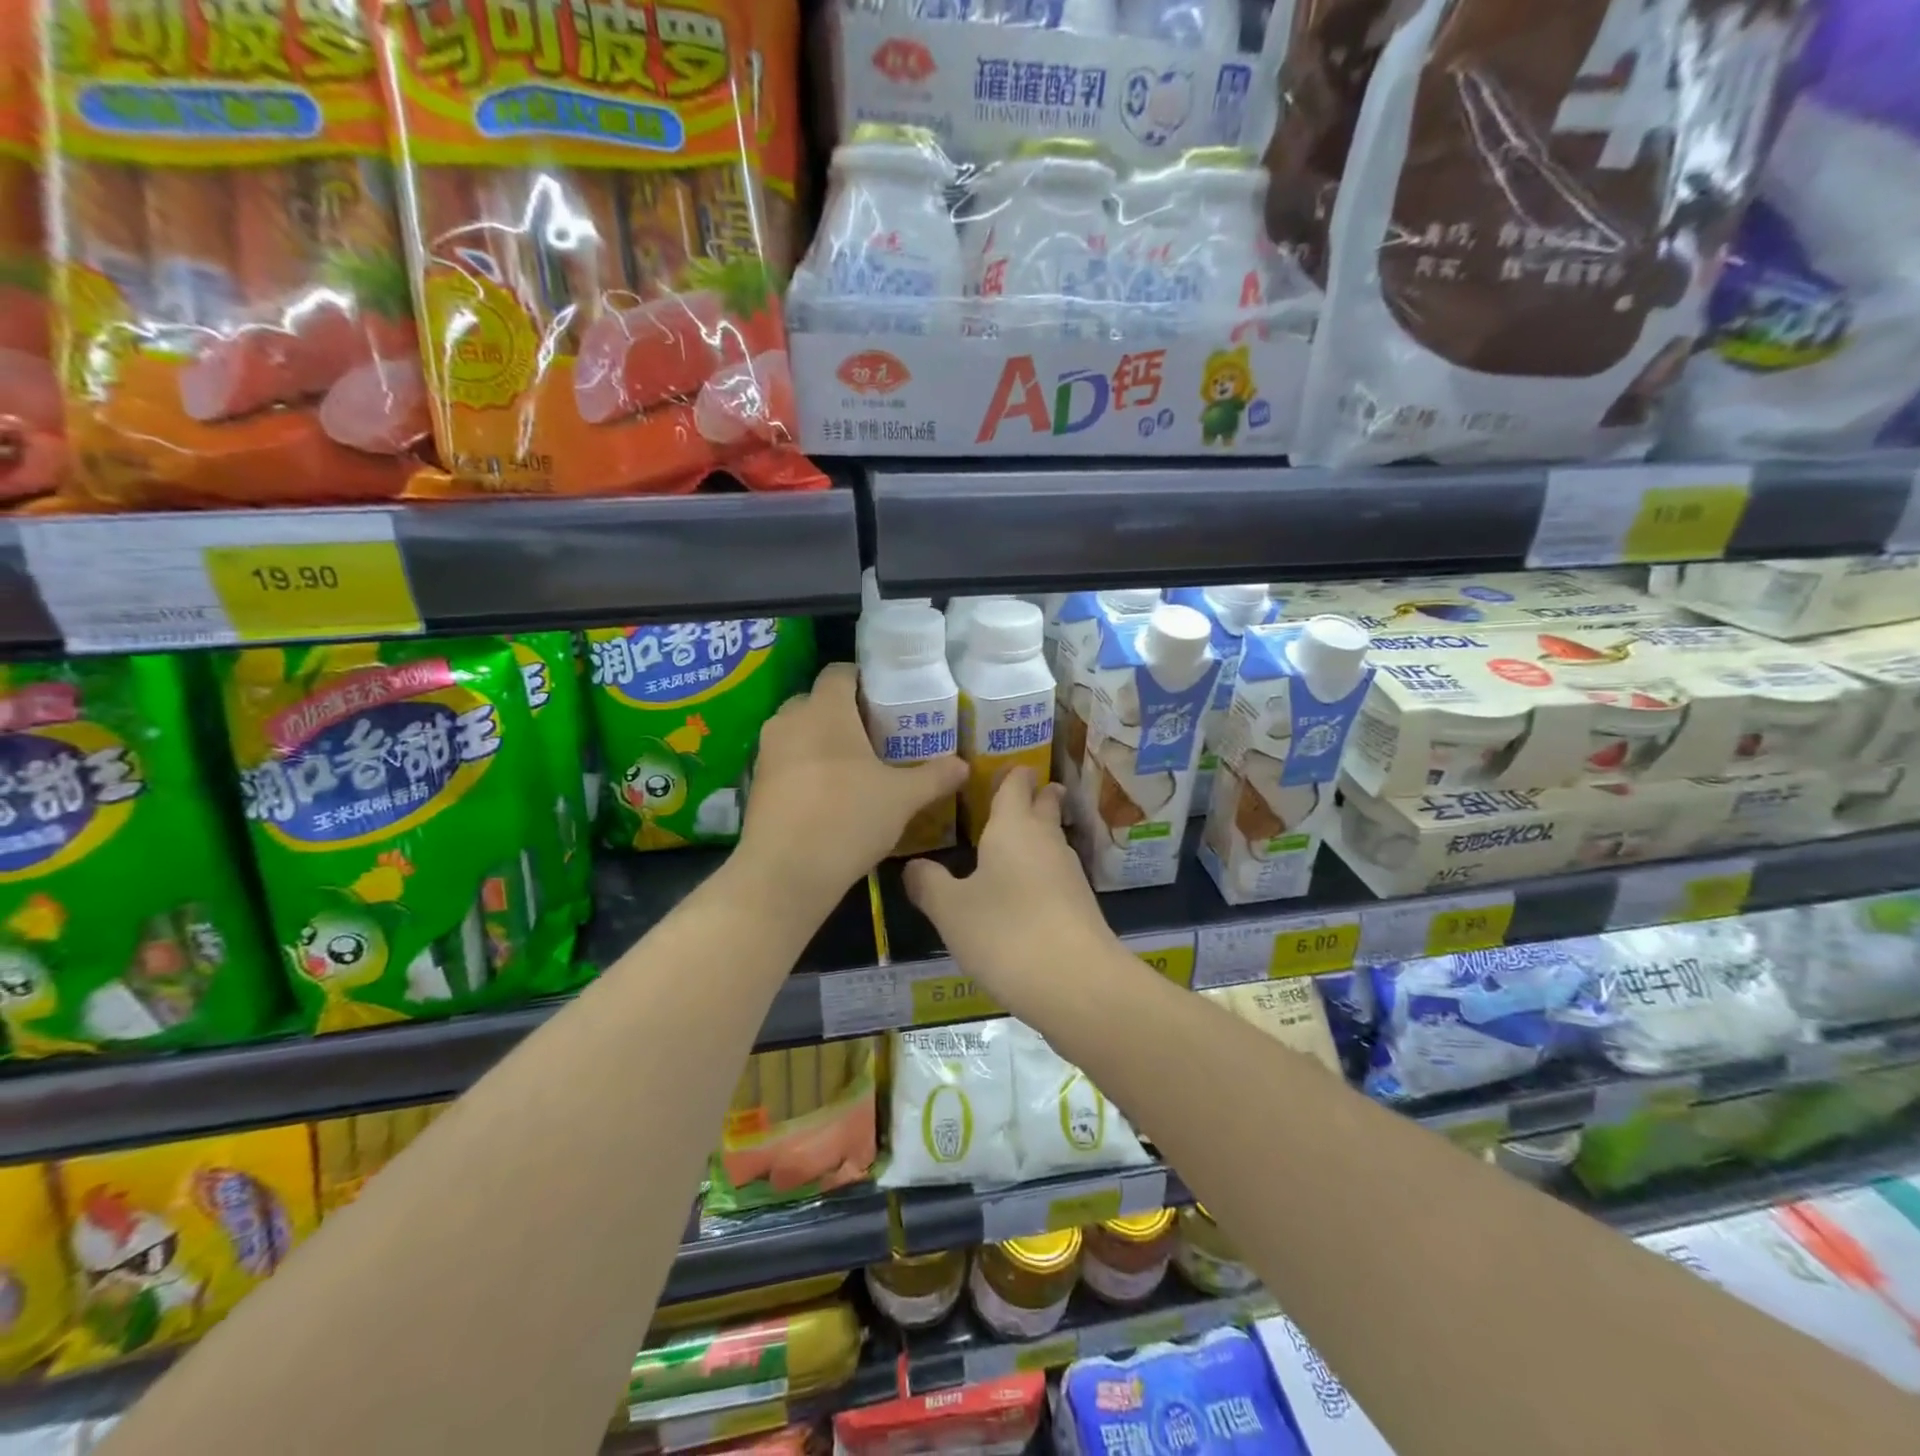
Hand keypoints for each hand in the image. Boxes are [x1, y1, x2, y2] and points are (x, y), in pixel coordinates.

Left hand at [740, 662, 967, 909]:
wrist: (785, 872)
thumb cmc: (848, 818)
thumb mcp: (903, 798)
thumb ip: (935, 776)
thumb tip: (963, 766)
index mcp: (825, 710)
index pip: (840, 672)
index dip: (864, 680)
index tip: (887, 701)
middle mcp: (790, 720)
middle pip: (818, 701)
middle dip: (844, 713)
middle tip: (876, 736)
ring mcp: (767, 752)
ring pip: (799, 732)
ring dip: (823, 741)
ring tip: (854, 767)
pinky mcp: (755, 783)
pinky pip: (786, 760)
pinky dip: (805, 767)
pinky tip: (828, 795)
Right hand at [903, 768, 1113, 1014]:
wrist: (1076, 983)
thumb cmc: (1005, 932)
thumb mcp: (950, 910)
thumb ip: (928, 884)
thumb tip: (913, 866)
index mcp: (1013, 827)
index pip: (1016, 784)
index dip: (1012, 774)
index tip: (1006, 767)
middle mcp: (1045, 840)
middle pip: (1045, 806)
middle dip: (1036, 795)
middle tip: (1021, 792)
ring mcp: (1069, 872)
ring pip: (1053, 840)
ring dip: (1039, 834)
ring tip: (1015, 840)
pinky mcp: (1080, 905)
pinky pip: (1056, 873)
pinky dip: (1042, 870)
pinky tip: (1026, 889)